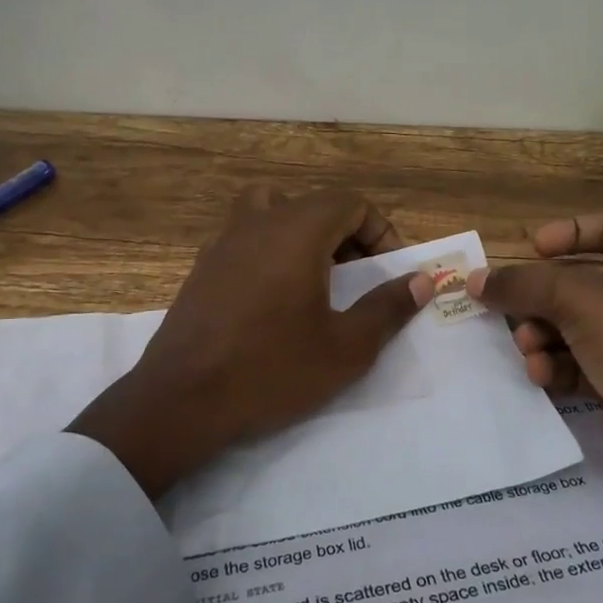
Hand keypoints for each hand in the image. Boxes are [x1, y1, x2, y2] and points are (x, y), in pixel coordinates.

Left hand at [69, 187, 430, 499]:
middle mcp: (259, 221)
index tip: (389, 271)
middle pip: (313, 203)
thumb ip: (387, 308)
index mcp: (297, 230)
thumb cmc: (271, 369)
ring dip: (303, 233)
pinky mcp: (202, 265)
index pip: (350, 203)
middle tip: (358, 277)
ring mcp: (224, 240)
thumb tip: (421, 281)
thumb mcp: (345, 348)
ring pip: (273, 210)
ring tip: (315, 277)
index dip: (380, 231)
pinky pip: (246, 236)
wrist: (181, 399)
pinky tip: (274, 298)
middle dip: (345, 233)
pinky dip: (270, 249)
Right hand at [468, 212, 602, 602]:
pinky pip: (580, 362)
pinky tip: (542, 376)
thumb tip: (473, 280)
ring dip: (543, 334)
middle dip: (542, 297)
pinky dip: (557, 365)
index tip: (530, 250)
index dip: (568, 234)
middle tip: (508, 308)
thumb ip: (521, 284)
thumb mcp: (576, 298)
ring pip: (575, 324)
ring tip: (529, 348)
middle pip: (582, 280)